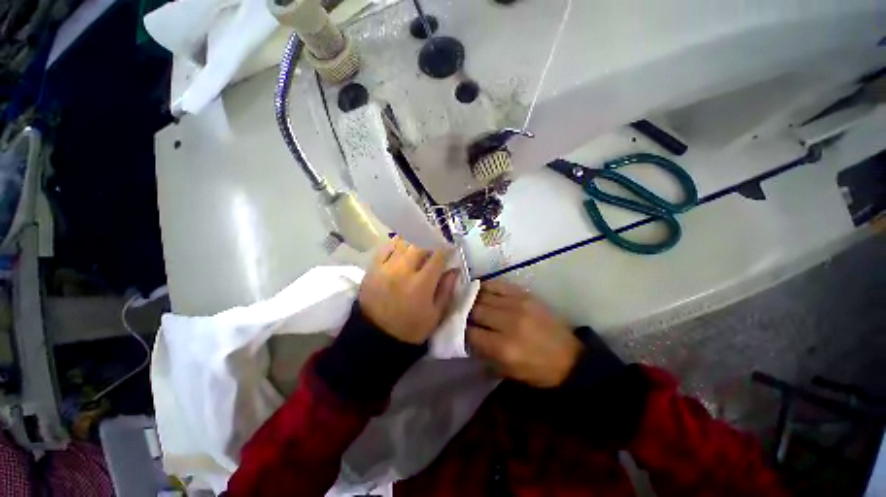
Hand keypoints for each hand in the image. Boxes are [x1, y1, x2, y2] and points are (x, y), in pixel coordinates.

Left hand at [358, 237, 458, 343]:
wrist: (375, 338)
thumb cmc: (410, 329)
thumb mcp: (435, 315)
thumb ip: (446, 290)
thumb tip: (455, 269)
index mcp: (421, 284)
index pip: (437, 256)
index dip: (446, 248)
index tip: (449, 248)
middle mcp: (403, 271)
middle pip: (419, 244)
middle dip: (430, 242)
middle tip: (434, 246)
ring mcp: (385, 268)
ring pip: (402, 243)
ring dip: (414, 241)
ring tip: (419, 245)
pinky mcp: (372, 269)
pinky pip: (385, 248)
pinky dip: (395, 244)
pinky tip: (401, 248)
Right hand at [468, 280, 582, 387]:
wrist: (570, 357)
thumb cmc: (537, 370)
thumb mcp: (507, 372)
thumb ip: (482, 354)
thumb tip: (464, 335)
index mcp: (504, 348)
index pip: (469, 332)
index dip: (459, 330)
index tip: (454, 328)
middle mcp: (508, 322)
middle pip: (474, 310)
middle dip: (464, 313)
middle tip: (459, 314)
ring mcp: (518, 305)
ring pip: (483, 295)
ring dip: (472, 299)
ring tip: (467, 302)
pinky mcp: (525, 294)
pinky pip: (497, 285)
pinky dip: (485, 287)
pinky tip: (480, 292)